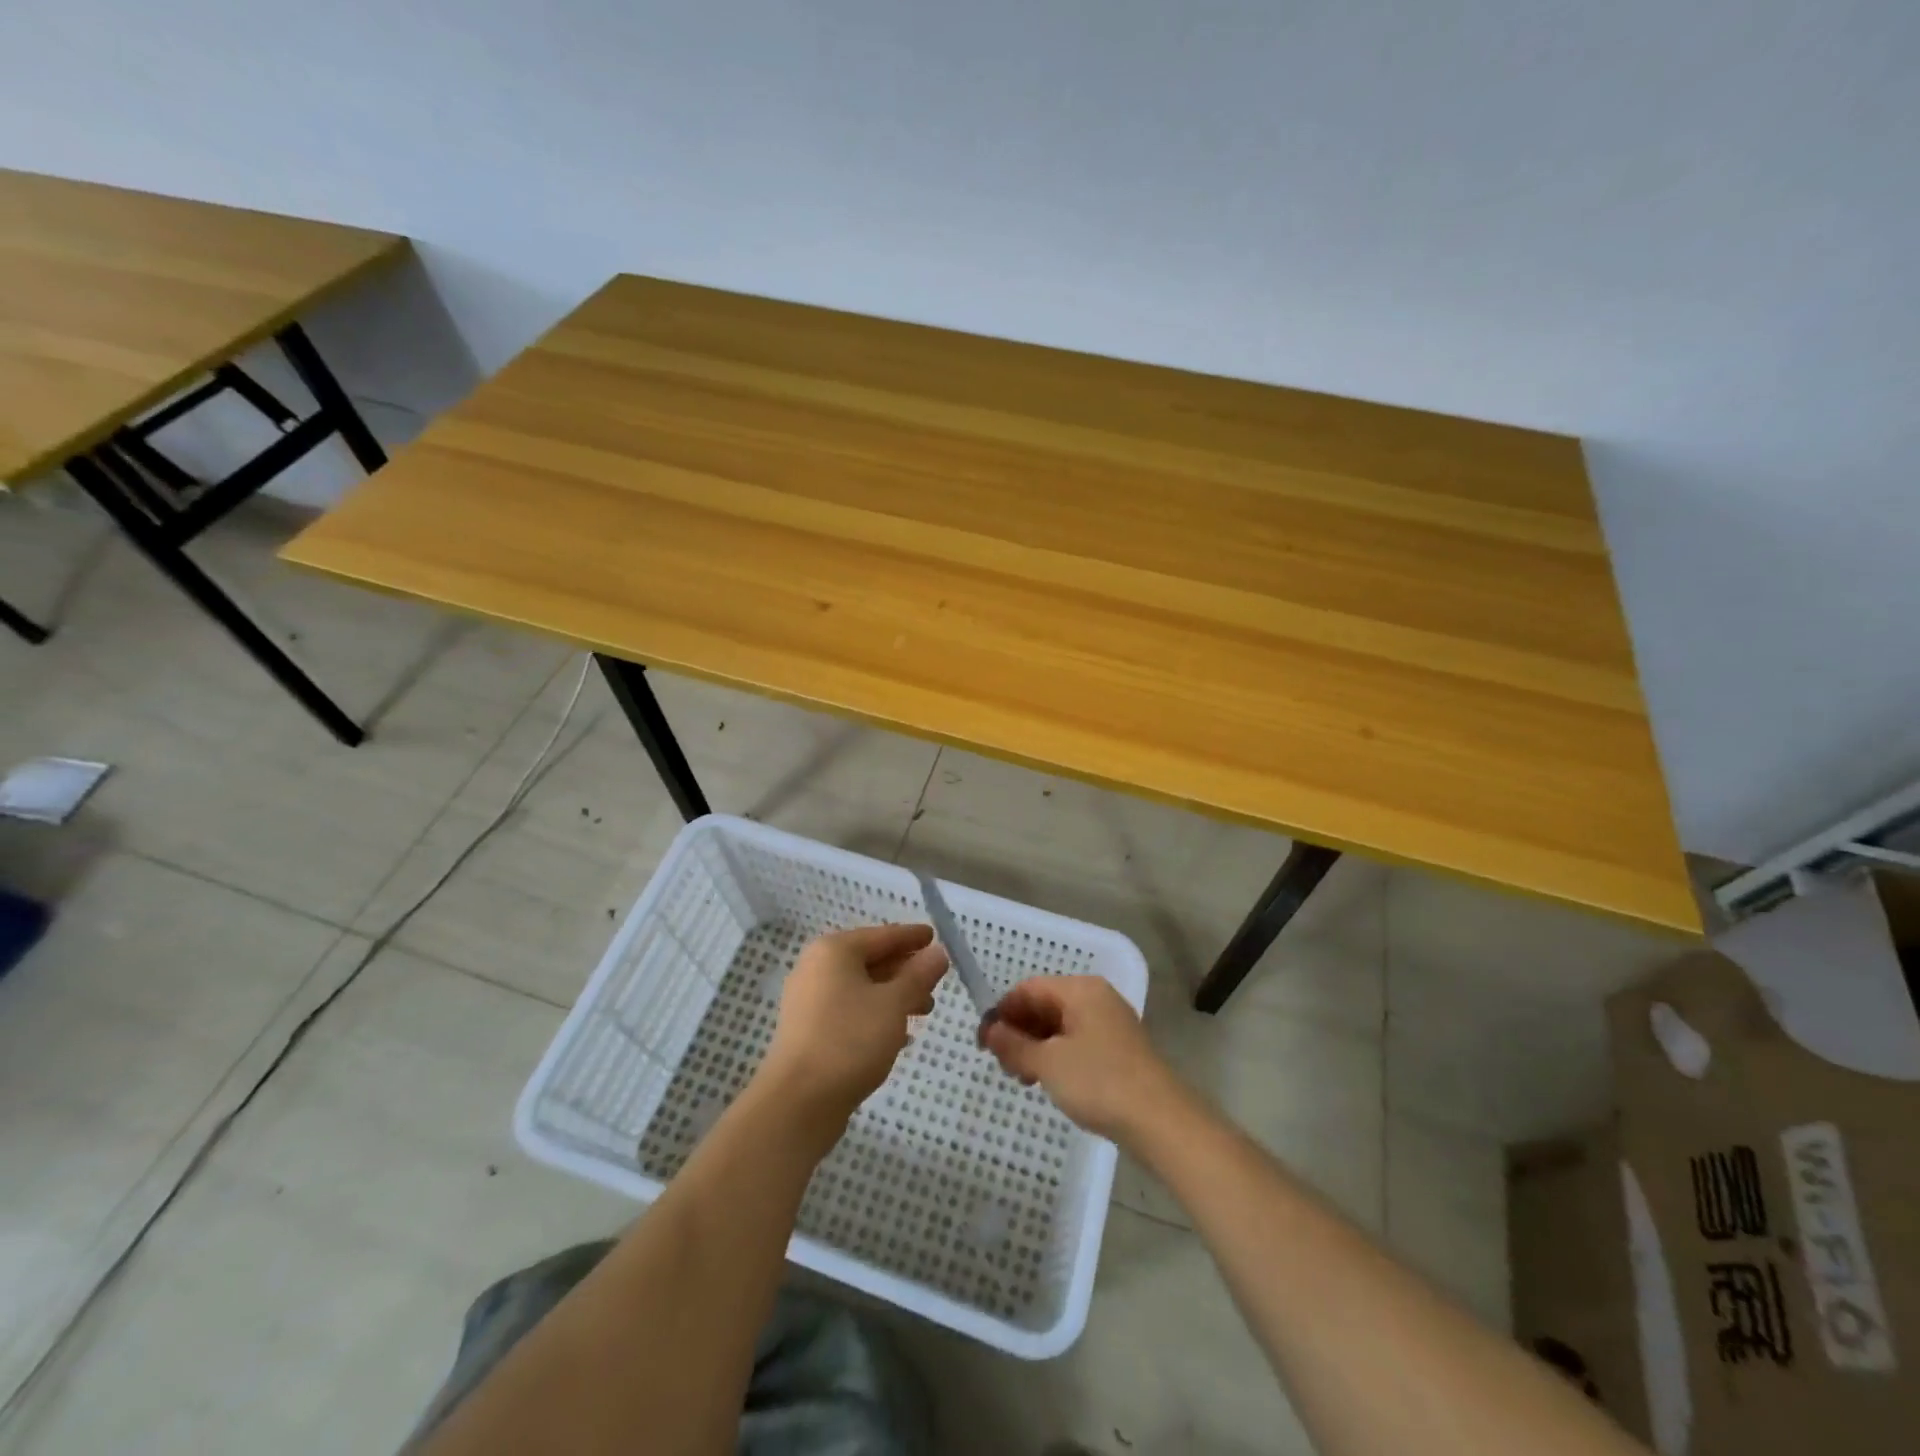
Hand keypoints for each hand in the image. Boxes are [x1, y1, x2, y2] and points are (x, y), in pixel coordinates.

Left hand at [760, 924, 948, 1121]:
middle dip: (905, 970)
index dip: (912, 937)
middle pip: (870, 960)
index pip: (883, 935)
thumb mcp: (894, 1004)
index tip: (935, 937)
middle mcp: (817, 968)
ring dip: (894, 995)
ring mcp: (809, 1000)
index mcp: (834, 951)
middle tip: (936, 981)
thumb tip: (937, 953)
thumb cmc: (850, 1040)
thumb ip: (918, 975)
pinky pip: (850, 1010)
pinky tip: (899, 1035)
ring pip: (861, 987)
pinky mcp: (808, 1030)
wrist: (798, 1102)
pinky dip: (875, 1014)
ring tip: (925, 1010)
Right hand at [982, 976, 1176, 1139]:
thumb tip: (990, 1030)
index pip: (1029, 988)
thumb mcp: (1048, 1064)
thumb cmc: (1099, 1082)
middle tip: (1002, 1065)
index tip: (983, 1042)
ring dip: (1036, 1047)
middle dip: (1019, 1031)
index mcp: (1080, 990)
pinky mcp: (1118, 1049)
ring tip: (1023, 1078)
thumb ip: (1014, 1045)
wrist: (1160, 1120)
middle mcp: (1097, 998)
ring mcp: (1110, 1023)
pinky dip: (1057, 1056)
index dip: (1002, 1012)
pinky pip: (1077, 1042)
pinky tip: (1049, 1081)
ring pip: (1060, 1026)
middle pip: (1045, 1005)